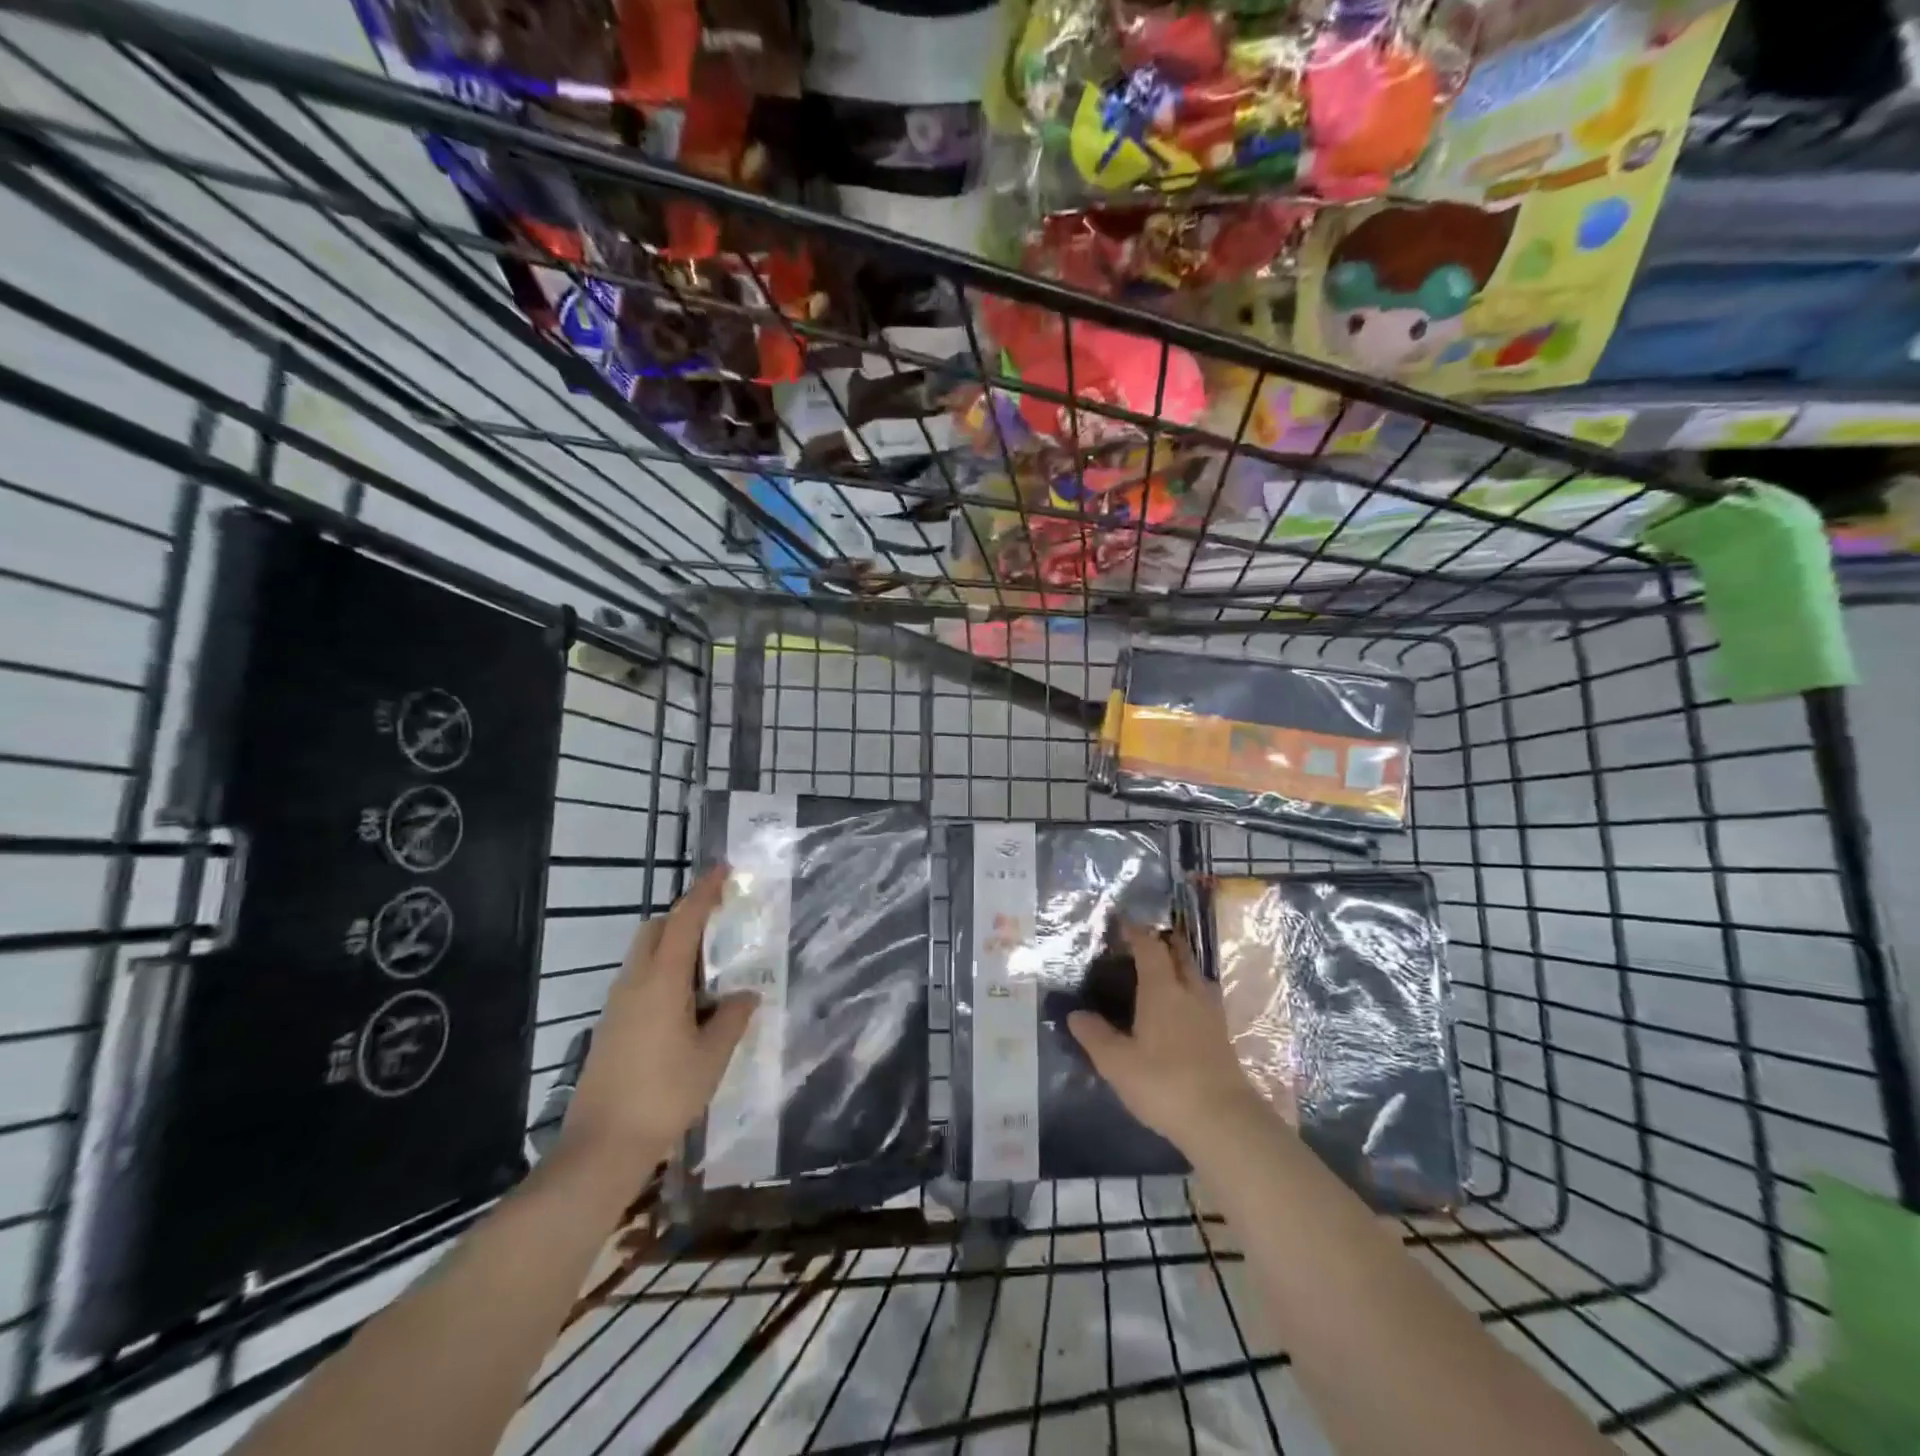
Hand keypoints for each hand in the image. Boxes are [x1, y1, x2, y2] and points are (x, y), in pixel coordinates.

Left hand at [557, 867, 759, 1185]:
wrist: (601, 1146)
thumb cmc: (664, 1094)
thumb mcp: (712, 1056)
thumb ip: (732, 1018)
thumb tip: (745, 996)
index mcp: (661, 981)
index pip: (684, 921)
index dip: (704, 892)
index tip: (723, 871)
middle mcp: (634, 983)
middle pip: (656, 930)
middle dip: (684, 916)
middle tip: (718, 924)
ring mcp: (616, 1005)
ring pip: (644, 956)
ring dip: (673, 947)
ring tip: (708, 969)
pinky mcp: (610, 1027)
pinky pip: (639, 981)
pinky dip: (662, 974)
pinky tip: (685, 1006)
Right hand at [1068, 921, 1263, 1148]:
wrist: (1224, 1121)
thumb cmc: (1164, 1083)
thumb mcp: (1117, 1063)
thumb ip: (1095, 1036)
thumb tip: (1075, 1014)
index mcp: (1163, 990)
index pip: (1150, 948)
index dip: (1137, 933)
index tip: (1123, 924)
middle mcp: (1189, 993)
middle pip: (1180, 955)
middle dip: (1164, 943)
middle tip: (1145, 941)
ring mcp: (1211, 1015)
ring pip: (1196, 977)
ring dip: (1181, 966)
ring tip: (1164, 972)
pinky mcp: (1222, 1038)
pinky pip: (1203, 998)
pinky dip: (1189, 992)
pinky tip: (1181, 1010)